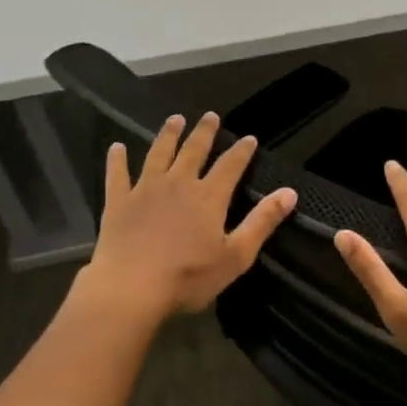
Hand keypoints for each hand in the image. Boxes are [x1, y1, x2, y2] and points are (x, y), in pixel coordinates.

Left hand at [82, 113, 296, 320]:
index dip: (242, 151)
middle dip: (204, 132)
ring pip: (158, 154)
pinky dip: (117, 159)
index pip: (230, 166)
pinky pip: (117, 174)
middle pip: (194, 151)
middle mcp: (178, 184)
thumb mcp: (236, 256)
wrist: (131, 289)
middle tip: (210, 116)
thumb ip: (262, 222)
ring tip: (175, 119)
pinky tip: (117, 147)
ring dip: (168, 135)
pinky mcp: (118, 202)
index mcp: (209, 197)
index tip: (249, 138)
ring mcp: (145, 190)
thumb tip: (290, 192)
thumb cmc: (188, 277)